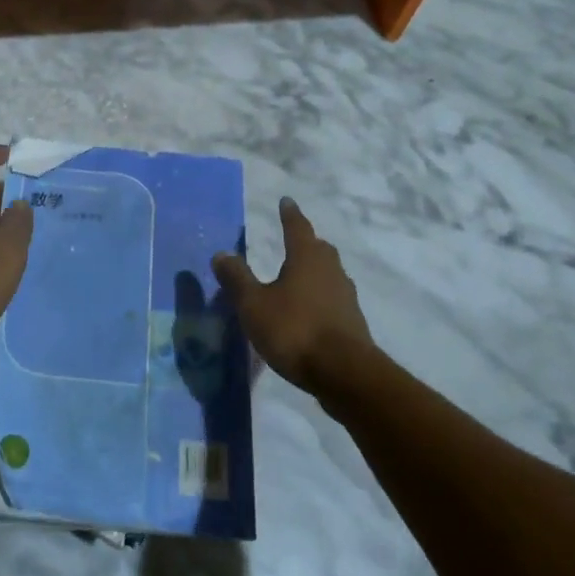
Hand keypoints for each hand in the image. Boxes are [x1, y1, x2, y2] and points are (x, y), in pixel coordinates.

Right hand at [212, 197, 373, 390]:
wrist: (345, 374)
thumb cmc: (295, 330)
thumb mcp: (254, 305)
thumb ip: (237, 279)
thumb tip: (221, 253)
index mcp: (306, 258)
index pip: (297, 227)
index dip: (290, 214)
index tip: (286, 201)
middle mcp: (330, 270)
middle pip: (319, 249)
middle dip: (306, 242)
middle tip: (294, 240)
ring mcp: (346, 296)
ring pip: (329, 273)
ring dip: (315, 271)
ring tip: (299, 277)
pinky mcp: (353, 322)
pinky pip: (334, 298)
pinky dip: (321, 297)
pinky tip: (310, 310)